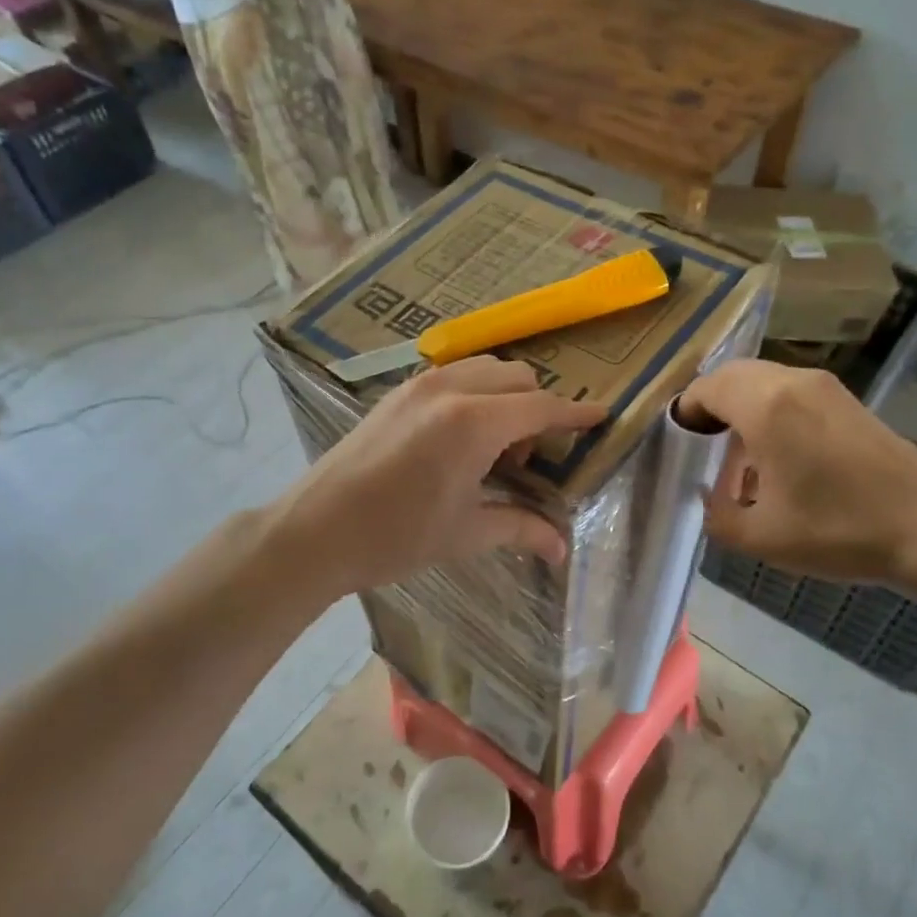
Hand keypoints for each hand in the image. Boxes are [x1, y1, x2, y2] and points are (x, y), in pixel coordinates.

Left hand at [275, 357, 606, 597]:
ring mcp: (420, 385)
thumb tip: (560, 548)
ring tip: (490, 449)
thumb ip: (520, 528)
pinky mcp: (398, 392)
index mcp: (474, 424)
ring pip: (486, 368)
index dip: (575, 414)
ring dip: (505, 398)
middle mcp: (451, 389)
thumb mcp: (465, 533)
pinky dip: (476, 393)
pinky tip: (460, 439)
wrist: (315, 529)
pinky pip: (455, 375)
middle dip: (535, 411)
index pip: (541, 407)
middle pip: (518, 378)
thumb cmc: (395, 536)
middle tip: (522, 462)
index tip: (602, 415)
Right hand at [680, 359, 916, 585]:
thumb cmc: (837, 529)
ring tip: (740, 456)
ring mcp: (825, 386)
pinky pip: (791, 390)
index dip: (685, 414)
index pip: (706, 388)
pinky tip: (780, 455)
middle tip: (704, 448)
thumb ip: (716, 515)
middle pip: (733, 375)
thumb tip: (707, 498)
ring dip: (742, 406)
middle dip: (711, 405)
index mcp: (765, 406)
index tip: (680, 447)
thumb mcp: (761, 537)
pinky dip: (771, 409)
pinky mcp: (847, 399)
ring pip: (764, 380)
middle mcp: (793, 382)